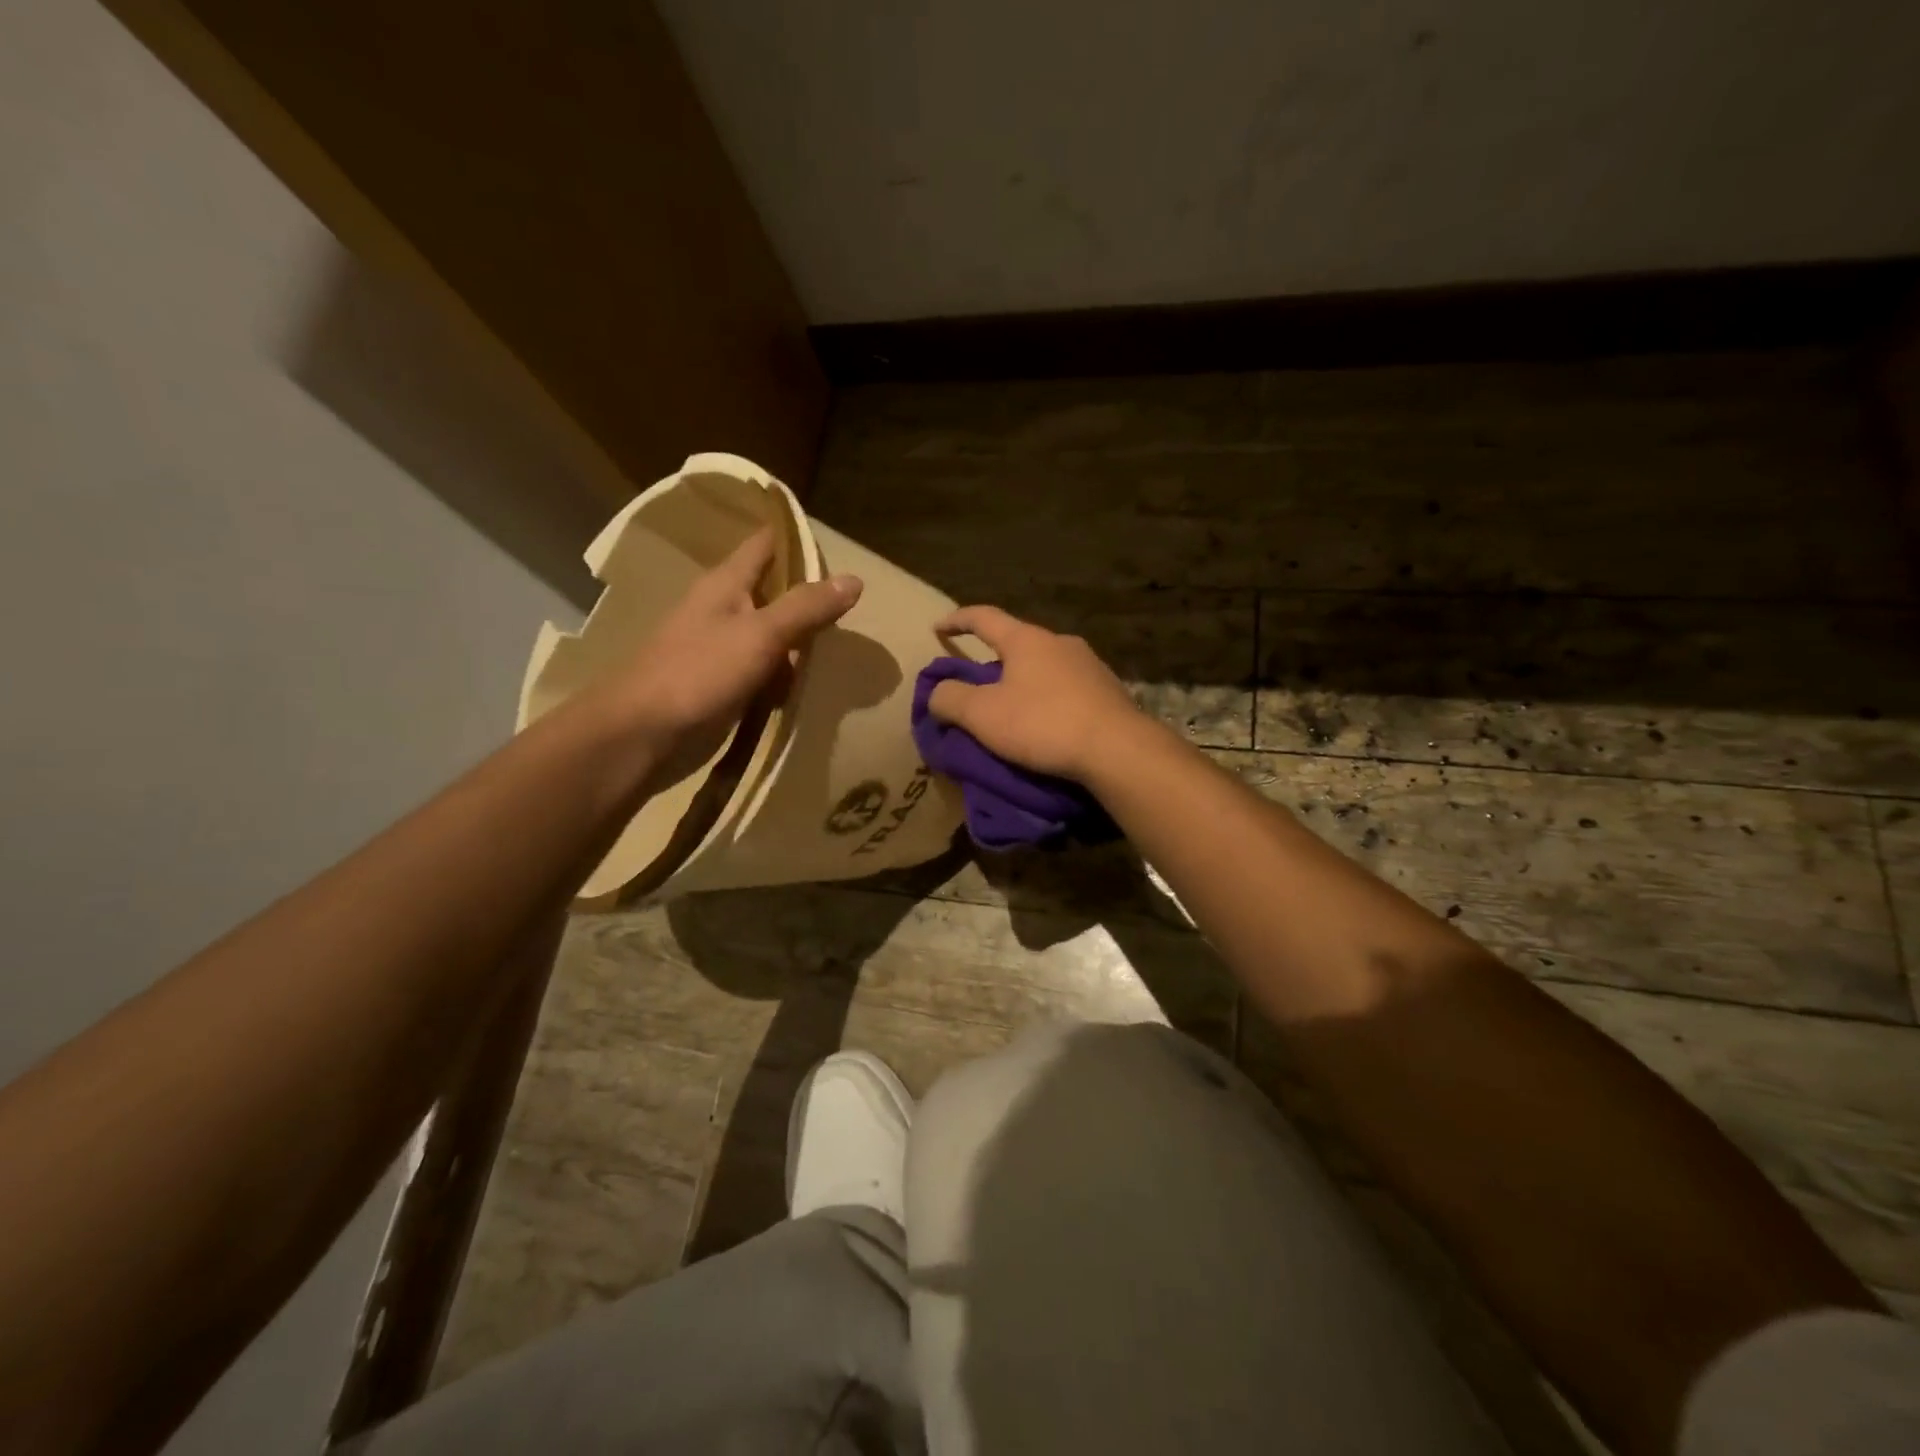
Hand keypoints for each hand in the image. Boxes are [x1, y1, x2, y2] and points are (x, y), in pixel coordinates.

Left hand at [598, 529, 861, 749]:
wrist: (643, 734)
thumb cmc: (699, 673)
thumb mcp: (761, 635)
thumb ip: (806, 607)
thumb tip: (855, 579)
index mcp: (727, 584)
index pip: (767, 544)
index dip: (799, 540)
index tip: (839, 549)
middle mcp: (723, 609)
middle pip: (775, 592)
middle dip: (810, 601)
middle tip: (853, 613)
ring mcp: (721, 648)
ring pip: (772, 636)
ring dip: (799, 646)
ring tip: (837, 656)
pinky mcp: (721, 683)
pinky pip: (762, 672)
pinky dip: (782, 679)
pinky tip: (803, 691)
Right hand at [928, 606, 1145, 781]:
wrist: (1118, 750)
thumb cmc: (1043, 724)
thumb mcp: (982, 715)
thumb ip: (950, 699)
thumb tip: (937, 693)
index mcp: (1026, 640)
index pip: (983, 617)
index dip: (957, 620)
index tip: (938, 627)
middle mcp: (1060, 642)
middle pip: (1017, 643)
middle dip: (993, 659)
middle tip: (976, 683)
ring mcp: (1089, 665)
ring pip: (1044, 666)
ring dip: (1023, 681)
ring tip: (1011, 707)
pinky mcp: (1108, 691)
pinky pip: (1066, 688)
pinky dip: (1047, 699)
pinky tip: (1046, 722)